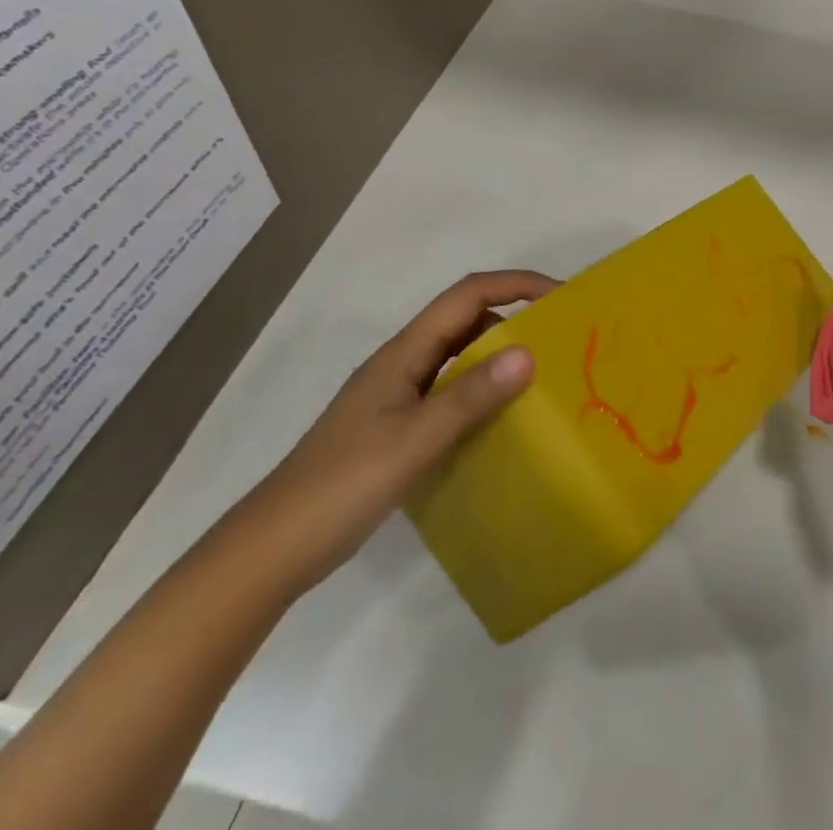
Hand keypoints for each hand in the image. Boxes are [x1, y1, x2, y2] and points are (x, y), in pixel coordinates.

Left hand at [231, 270, 555, 595]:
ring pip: (459, 356)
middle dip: (514, 315)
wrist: (272, 549)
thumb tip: (529, 353)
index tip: (560, 295)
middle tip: (560, 337)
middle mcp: (403, 363)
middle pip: (465, 319)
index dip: (515, 284)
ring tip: (543, 375)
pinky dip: (482, 391)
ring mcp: (398, 396)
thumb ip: (470, 397)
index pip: (467, 295)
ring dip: (499, 354)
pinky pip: (451, 391)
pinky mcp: (398, 426)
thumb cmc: (342, 485)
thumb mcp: (414, 439)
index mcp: (404, 353)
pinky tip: (503, 418)